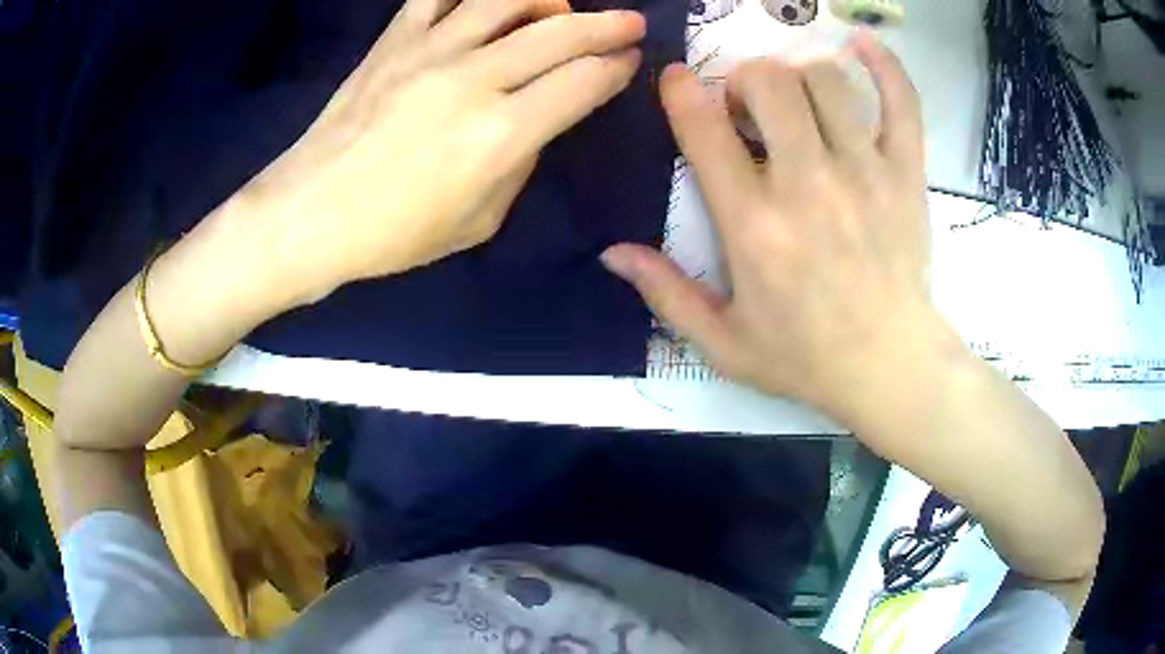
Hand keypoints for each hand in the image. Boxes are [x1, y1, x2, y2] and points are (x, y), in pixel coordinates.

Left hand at [238, 0, 644, 301]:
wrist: (311, 214)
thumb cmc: (394, 233)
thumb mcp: (479, 221)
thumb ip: (519, 162)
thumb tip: (536, 119)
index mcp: (501, 134)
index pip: (583, 83)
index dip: (617, 68)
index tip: (629, 63)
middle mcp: (474, 79)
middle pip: (561, 32)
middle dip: (608, 25)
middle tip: (630, 22)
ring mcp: (430, 50)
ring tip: (563, 5)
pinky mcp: (394, 40)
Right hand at [602, 33, 942, 415]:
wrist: (890, 368)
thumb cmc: (805, 359)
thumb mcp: (723, 343)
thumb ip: (666, 295)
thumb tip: (612, 252)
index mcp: (754, 225)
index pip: (704, 128)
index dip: (682, 90)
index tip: (680, 81)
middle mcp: (808, 184)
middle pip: (769, 83)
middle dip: (747, 79)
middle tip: (750, 107)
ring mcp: (865, 173)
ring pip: (826, 79)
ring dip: (800, 73)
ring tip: (798, 98)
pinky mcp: (906, 173)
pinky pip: (901, 101)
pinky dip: (884, 65)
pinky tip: (862, 46)